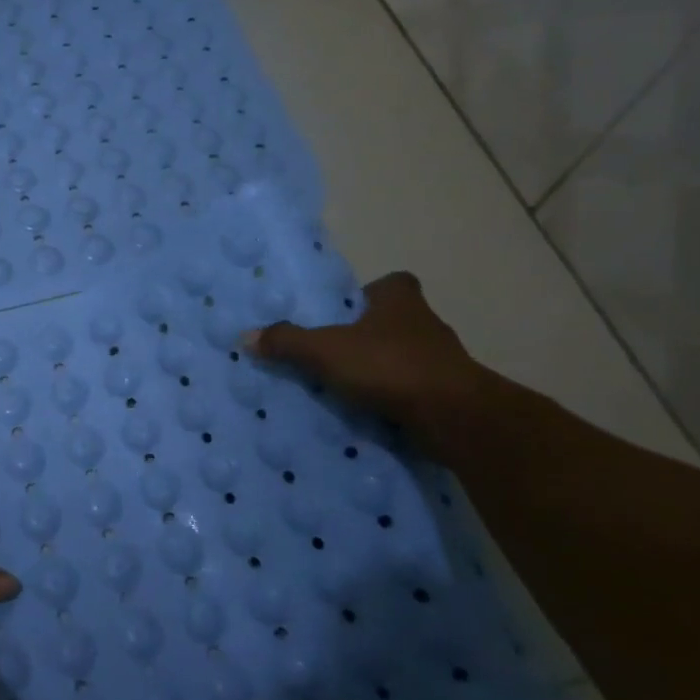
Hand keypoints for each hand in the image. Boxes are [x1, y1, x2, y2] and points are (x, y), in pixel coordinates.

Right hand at [243, 271, 487, 457]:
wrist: (453, 416)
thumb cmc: (389, 366)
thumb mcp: (325, 350)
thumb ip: (287, 342)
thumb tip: (246, 336)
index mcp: (401, 301)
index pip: (393, 283)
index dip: (372, 293)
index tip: (348, 310)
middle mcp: (426, 325)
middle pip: (395, 321)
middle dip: (369, 334)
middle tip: (334, 351)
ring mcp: (441, 362)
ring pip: (405, 357)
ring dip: (381, 369)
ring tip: (345, 386)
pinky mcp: (448, 395)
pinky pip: (413, 391)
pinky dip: (394, 399)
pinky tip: (369, 413)